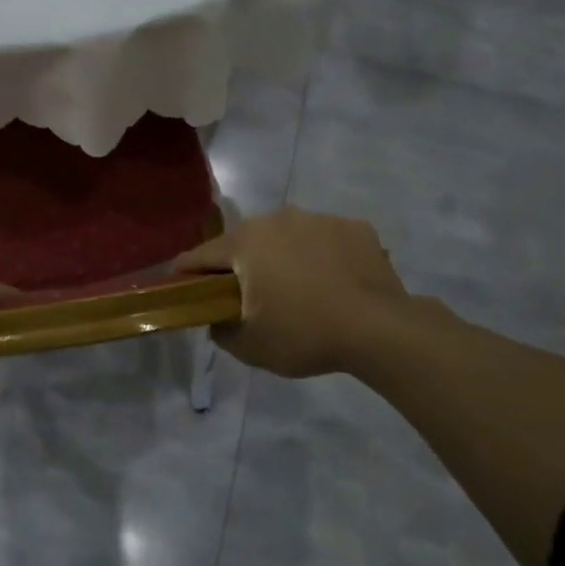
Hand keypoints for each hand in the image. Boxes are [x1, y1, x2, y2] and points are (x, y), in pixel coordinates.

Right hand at [175, 207, 410, 377]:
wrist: (380, 329)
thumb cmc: (304, 333)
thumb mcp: (250, 346)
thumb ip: (220, 330)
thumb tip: (217, 319)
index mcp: (244, 242)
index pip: (199, 256)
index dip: (187, 275)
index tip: (184, 290)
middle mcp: (276, 219)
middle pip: (245, 243)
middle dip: (241, 267)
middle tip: (250, 298)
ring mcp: (318, 219)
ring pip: (286, 237)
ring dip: (283, 258)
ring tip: (299, 291)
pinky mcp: (354, 227)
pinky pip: (325, 240)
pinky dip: (322, 257)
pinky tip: (334, 284)